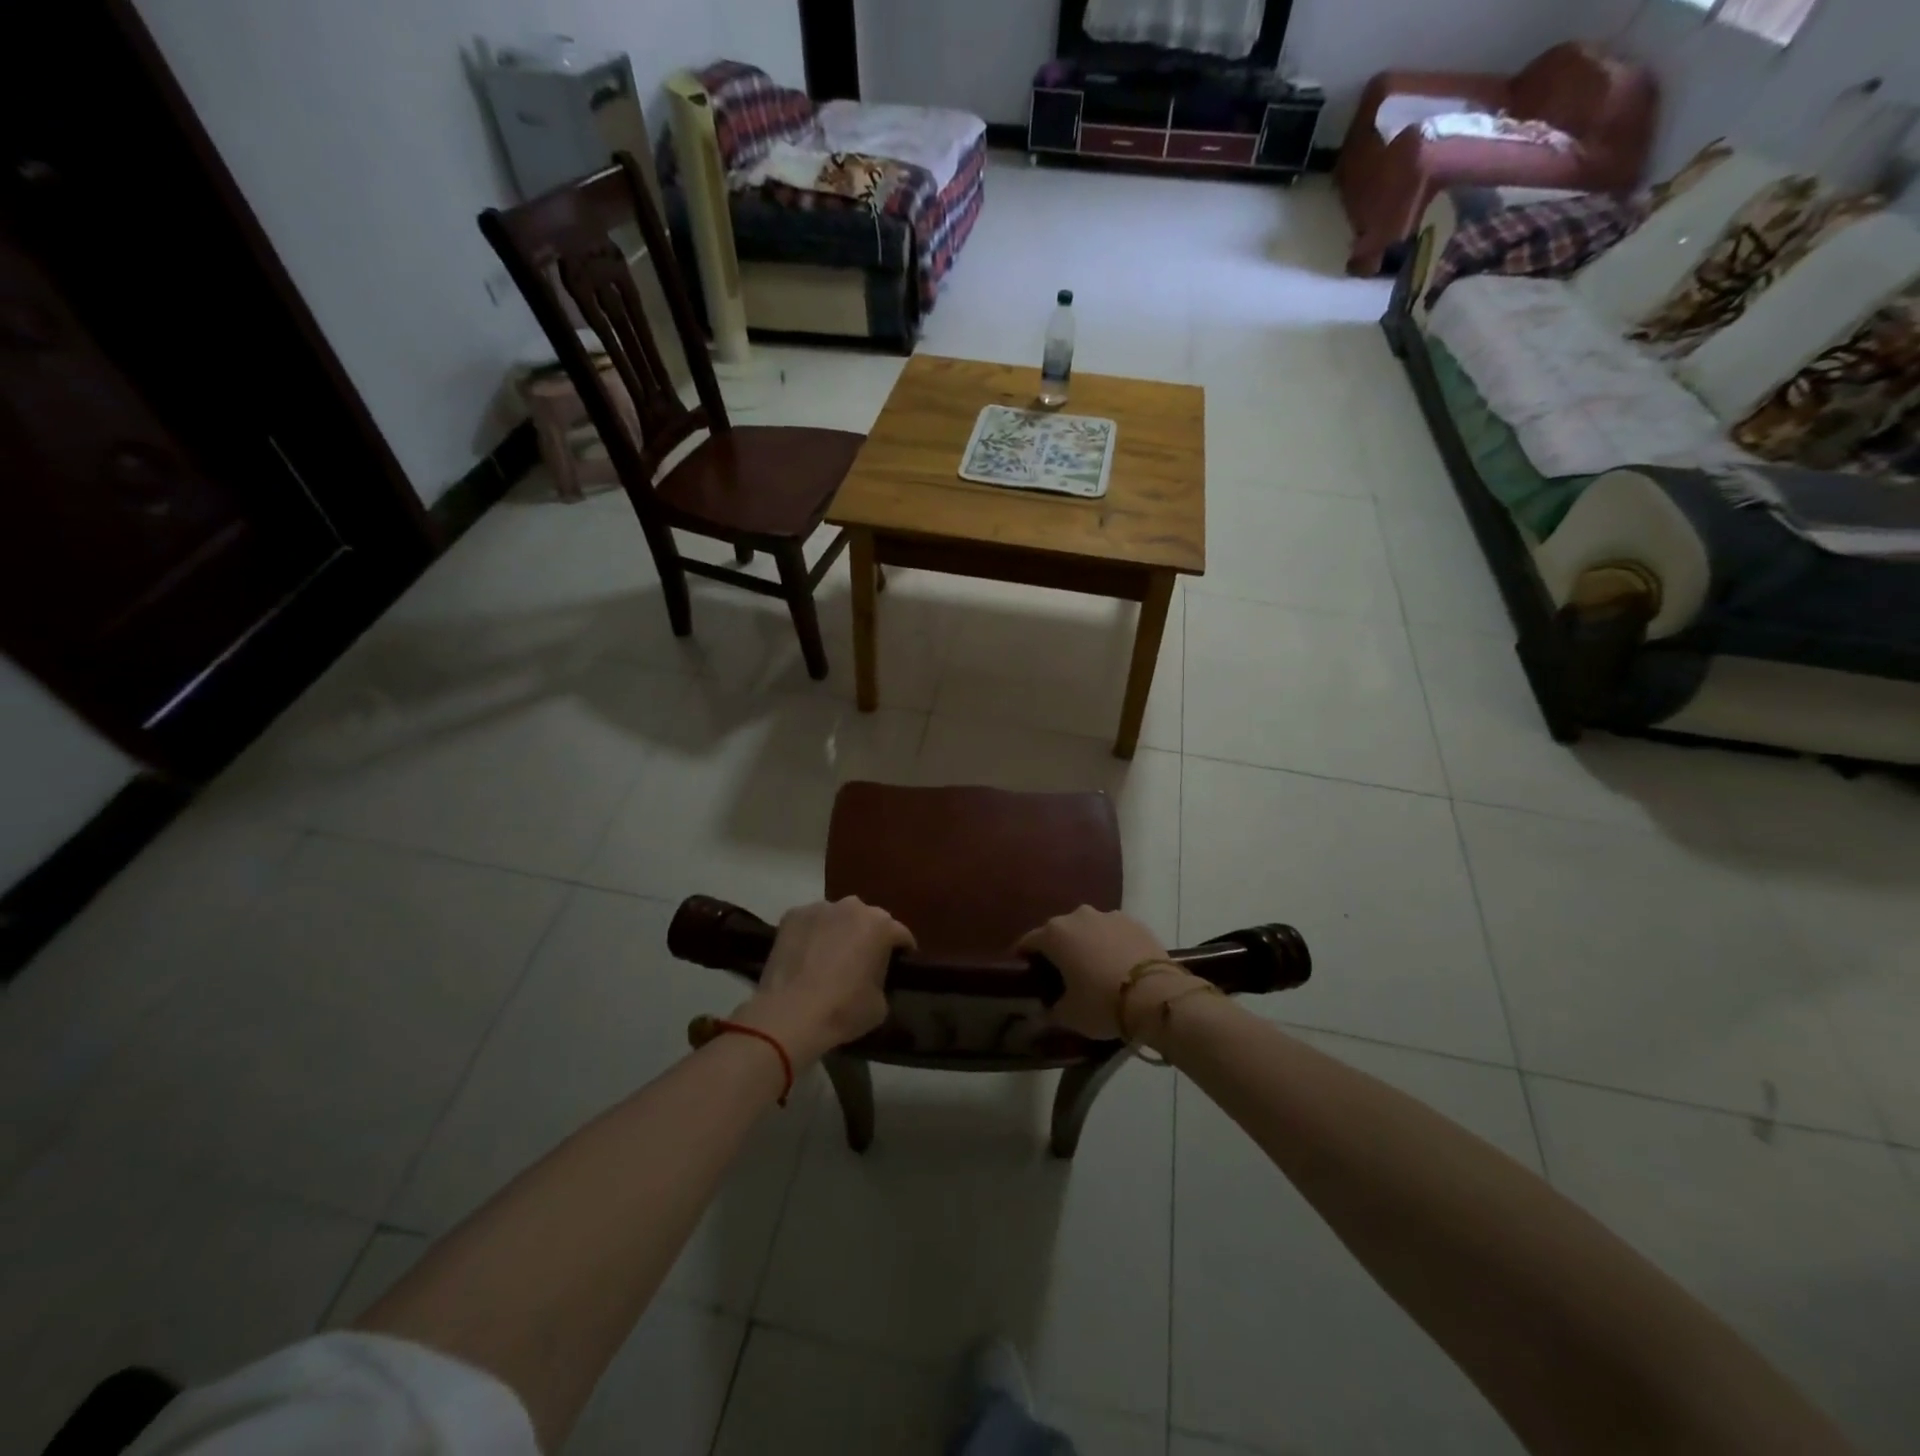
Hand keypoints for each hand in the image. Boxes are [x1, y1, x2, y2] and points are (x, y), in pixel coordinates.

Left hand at [735, 898, 914, 1066]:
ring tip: (830, 958)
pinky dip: (813, 934)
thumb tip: (874, 977)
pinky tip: (806, 957)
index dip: (902, 952)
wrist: (789, 1015)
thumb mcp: (881, 1005)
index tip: (898, 967)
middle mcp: (853, 906)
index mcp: (881, 925)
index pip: (901, 935)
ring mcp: (820, 907)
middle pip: (868, 920)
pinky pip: (811, 923)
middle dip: (869, 937)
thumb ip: (883, 980)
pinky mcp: (792, 915)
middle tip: (862, 962)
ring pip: (838, 918)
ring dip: (839, 932)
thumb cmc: (842, 1010)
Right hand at [1016, 906, 1184, 1040]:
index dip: (1023, 958)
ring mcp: (1109, 916)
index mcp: (1055, 934)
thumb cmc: (1102, 1003)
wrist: (1157, 995)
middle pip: (1059, 932)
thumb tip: (1041, 1012)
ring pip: (1088, 929)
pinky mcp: (1135, 922)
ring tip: (1092, 969)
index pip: (1028, 941)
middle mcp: (1078, 916)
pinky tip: (1117, 965)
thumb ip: (1049, 1010)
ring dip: (1086, 944)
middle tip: (1060, 975)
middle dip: (1057, 950)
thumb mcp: (1069, 1015)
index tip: (1023, 974)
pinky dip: (1111, 944)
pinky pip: (1113, 932)